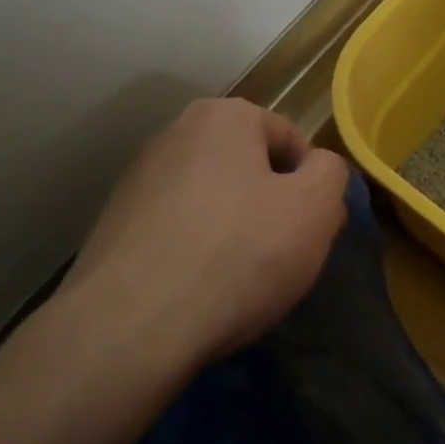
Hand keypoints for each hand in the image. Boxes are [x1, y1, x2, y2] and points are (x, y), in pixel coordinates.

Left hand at [66, 97, 349, 368]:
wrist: (130, 327)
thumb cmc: (238, 254)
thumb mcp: (315, 209)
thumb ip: (331, 174)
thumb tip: (319, 169)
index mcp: (222, 116)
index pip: (290, 139)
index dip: (311, 186)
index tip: (312, 231)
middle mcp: (173, 133)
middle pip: (248, 167)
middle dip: (270, 206)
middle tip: (281, 256)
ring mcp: (136, 180)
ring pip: (211, 200)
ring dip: (233, 230)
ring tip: (237, 280)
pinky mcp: (113, 225)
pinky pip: (176, 230)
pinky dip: (194, 252)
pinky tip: (197, 291)